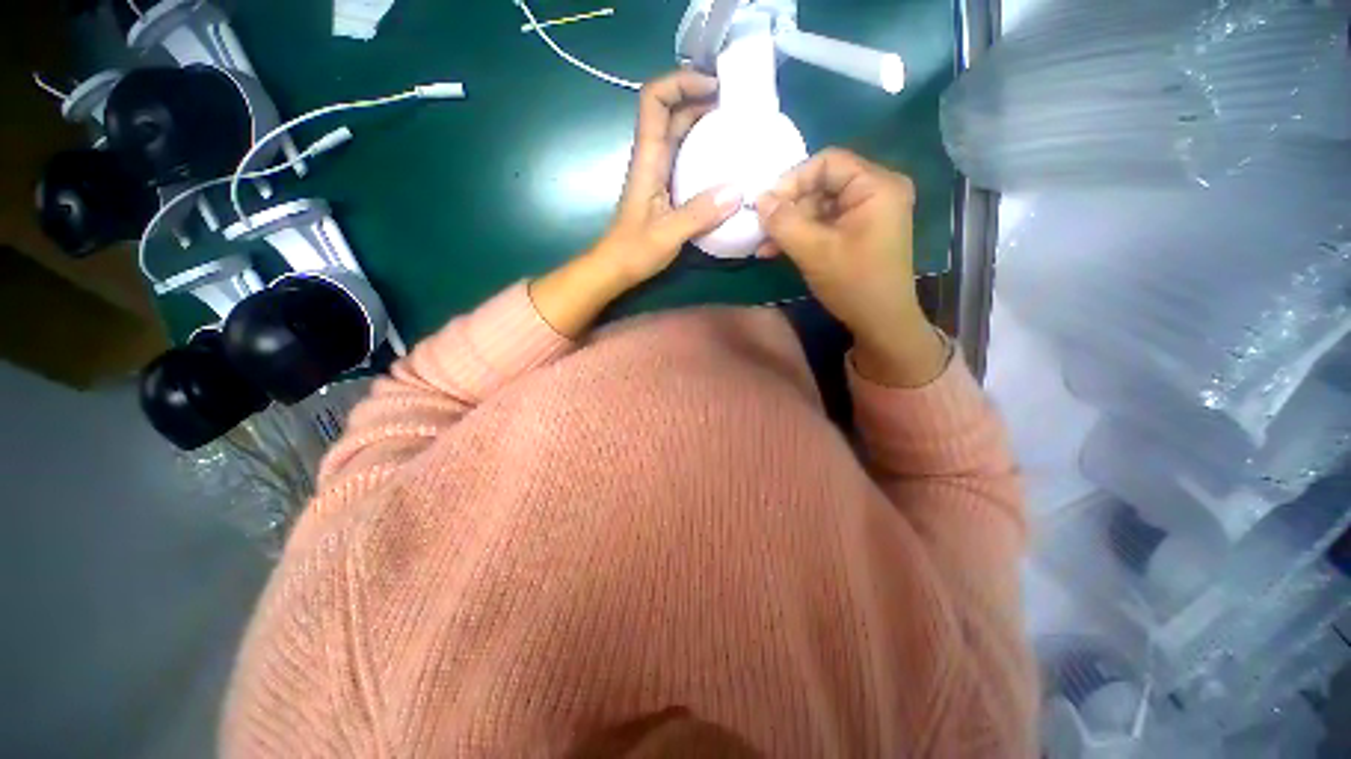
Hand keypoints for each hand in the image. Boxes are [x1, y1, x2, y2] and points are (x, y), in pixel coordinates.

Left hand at [590, 70, 743, 287]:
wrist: (615, 268)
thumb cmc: (634, 251)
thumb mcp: (668, 234)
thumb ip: (699, 214)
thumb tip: (738, 191)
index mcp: (648, 159)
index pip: (654, 100)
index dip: (680, 81)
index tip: (714, 87)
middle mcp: (653, 159)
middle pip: (672, 111)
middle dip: (701, 98)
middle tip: (738, 107)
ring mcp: (659, 174)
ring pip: (680, 133)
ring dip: (705, 122)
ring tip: (738, 127)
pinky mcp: (666, 189)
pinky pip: (686, 157)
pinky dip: (704, 150)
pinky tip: (726, 162)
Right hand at [756, 149, 946, 386]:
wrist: (881, 323)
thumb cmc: (854, 283)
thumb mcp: (814, 251)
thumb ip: (784, 222)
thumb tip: (759, 199)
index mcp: (876, 186)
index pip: (828, 162)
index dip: (793, 180)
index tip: (766, 205)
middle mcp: (876, 191)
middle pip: (822, 184)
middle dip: (788, 207)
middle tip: (762, 229)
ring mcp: (868, 213)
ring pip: (819, 207)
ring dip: (790, 225)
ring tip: (763, 245)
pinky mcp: (858, 232)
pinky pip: (825, 224)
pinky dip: (801, 235)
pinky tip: (777, 250)